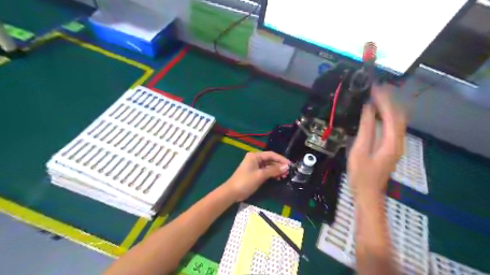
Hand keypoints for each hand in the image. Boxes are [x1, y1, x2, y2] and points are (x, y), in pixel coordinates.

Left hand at [225, 151, 289, 200]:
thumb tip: (286, 167)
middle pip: (270, 160)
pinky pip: (265, 171)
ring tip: (285, 175)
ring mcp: (254, 166)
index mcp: (255, 156)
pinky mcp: (254, 173)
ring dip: (276, 170)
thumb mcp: (260, 175)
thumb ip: (273, 170)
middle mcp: (255, 159)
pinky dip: (272, 174)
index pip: (271, 154)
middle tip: (289, 172)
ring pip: (268, 166)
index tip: (290, 164)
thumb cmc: (246, 181)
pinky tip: (278, 178)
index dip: (281, 159)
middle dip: (279, 165)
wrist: (232, 192)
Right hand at [348, 85, 406, 195]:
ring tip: (376, 97)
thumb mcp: (359, 150)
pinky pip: (392, 127)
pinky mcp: (391, 148)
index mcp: (391, 142)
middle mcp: (398, 142)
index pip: (391, 115)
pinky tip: (377, 114)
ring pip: (397, 121)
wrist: (368, 193)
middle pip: (398, 116)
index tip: (374, 88)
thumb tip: (367, 109)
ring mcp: (396, 145)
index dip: (384, 100)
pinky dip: (386, 116)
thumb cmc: (361, 174)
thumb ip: (365, 129)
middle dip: (389, 100)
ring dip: (388, 107)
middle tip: (375, 89)